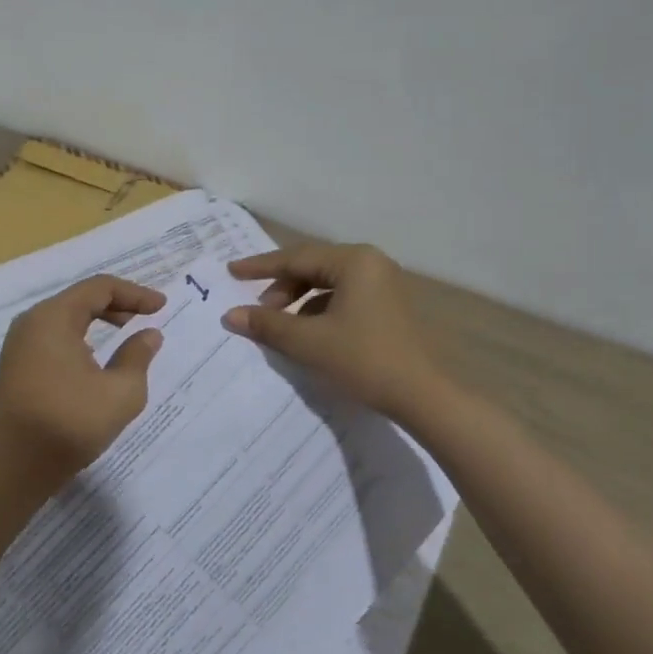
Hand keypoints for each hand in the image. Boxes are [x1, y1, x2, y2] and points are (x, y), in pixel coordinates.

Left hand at [0, 274, 166, 490]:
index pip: (99, 288)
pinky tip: (94, 357)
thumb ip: (138, 356)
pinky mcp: (15, 365)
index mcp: (54, 318)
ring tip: (124, 333)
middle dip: (116, 304)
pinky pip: (52, 335)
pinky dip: (79, 336)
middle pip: (79, 298)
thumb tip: (149, 335)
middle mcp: (31, 322)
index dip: (134, 294)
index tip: (161, 306)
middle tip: (145, 317)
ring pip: (64, 317)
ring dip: (97, 320)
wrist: (17, 466)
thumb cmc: (71, 423)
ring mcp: (19, 344)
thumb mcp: (121, 392)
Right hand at [222, 242, 443, 418]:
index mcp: (354, 261)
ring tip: (280, 324)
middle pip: (313, 267)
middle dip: (281, 287)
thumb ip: (267, 324)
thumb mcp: (308, 342)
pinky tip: (307, 332)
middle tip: (258, 310)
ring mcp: (383, 283)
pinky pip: (343, 296)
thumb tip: (230, 315)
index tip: (231, 271)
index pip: (296, 258)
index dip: (260, 267)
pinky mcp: (388, 305)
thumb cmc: (363, 360)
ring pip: (328, 283)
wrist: (422, 395)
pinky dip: (319, 309)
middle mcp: (370, 263)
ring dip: (299, 300)